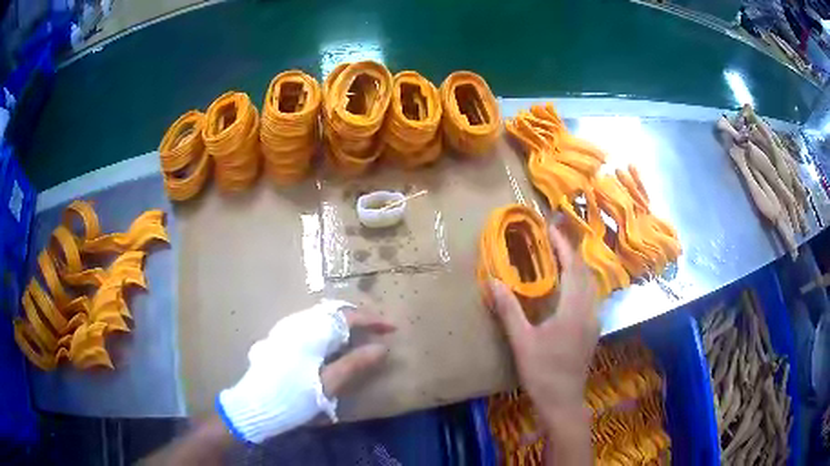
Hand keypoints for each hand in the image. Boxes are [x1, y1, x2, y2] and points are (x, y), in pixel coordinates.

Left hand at [217, 300, 394, 442]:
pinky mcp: (279, 337)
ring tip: (358, 336)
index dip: (372, 320)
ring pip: (319, 316)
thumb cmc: (293, 397)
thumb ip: (355, 363)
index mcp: (311, 332)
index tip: (391, 328)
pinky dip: (326, 328)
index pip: (348, 316)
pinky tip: (330, 343)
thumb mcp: (328, 384)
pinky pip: (308, 323)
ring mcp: (285, 328)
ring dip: (341, 322)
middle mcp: (297, 322)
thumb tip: (382, 347)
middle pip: (333, 311)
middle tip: (376, 330)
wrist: (254, 405)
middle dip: (357, 318)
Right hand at [488, 224, 599, 460]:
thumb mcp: (522, 341)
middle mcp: (588, 310)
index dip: (563, 245)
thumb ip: (509, 310)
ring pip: (590, 284)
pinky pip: (589, 296)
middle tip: (553, 239)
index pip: (572, 268)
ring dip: (577, 267)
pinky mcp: (592, 330)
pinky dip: (579, 282)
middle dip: (571, 252)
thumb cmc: (542, 372)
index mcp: (573, 310)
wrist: (563, 400)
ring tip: (559, 257)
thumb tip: (493, 281)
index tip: (551, 228)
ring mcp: (593, 321)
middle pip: (585, 272)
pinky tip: (567, 287)